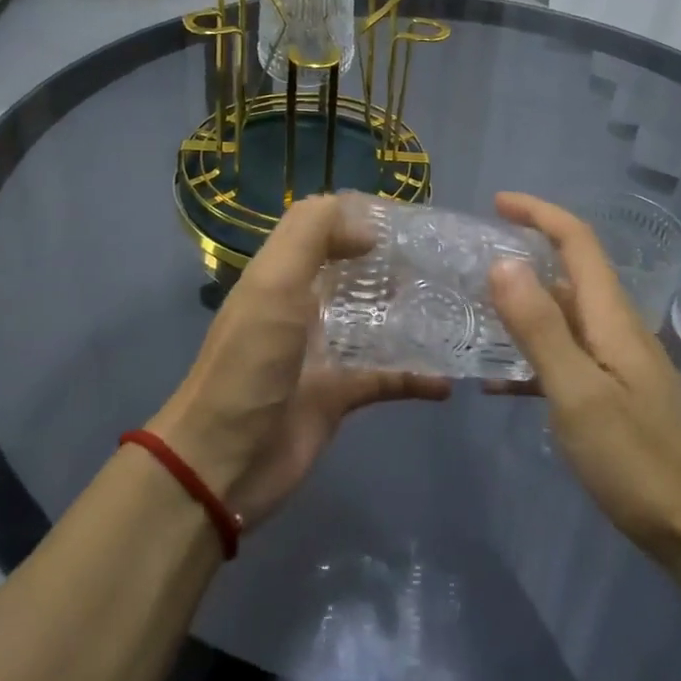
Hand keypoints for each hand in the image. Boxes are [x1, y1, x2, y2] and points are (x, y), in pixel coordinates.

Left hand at [150, 194, 450, 527]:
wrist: (223, 462)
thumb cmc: (250, 362)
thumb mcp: (274, 282)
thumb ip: (314, 235)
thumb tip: (367, 228)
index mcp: (283, 273)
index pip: (325, 228)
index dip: (362, 218)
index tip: (412, 220)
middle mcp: (303, 305)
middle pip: (355, 273)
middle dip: (396, 265)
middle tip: (445, 263)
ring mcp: (322, 351)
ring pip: (374, 321)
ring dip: (410, 315)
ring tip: (457, 308)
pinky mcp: (338, 395)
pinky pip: (385, 377)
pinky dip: (415, 376)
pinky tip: (448, 380)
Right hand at [486, 192, 680, 567]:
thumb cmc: (644, 464)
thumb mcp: (580, 395)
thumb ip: (540, 328)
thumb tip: (503, 262)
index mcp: (612, 317)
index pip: (577, 241)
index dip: (539, 213)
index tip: (496, 202)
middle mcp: (619, 330)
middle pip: (570, 275)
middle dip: (525, 257)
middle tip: (471, 266)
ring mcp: (623, 367)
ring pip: (566, 319)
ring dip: (524, 309)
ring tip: (476, 318)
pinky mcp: (622, 401)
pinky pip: (569, 360)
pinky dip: (534, 358)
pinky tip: (504, 385)